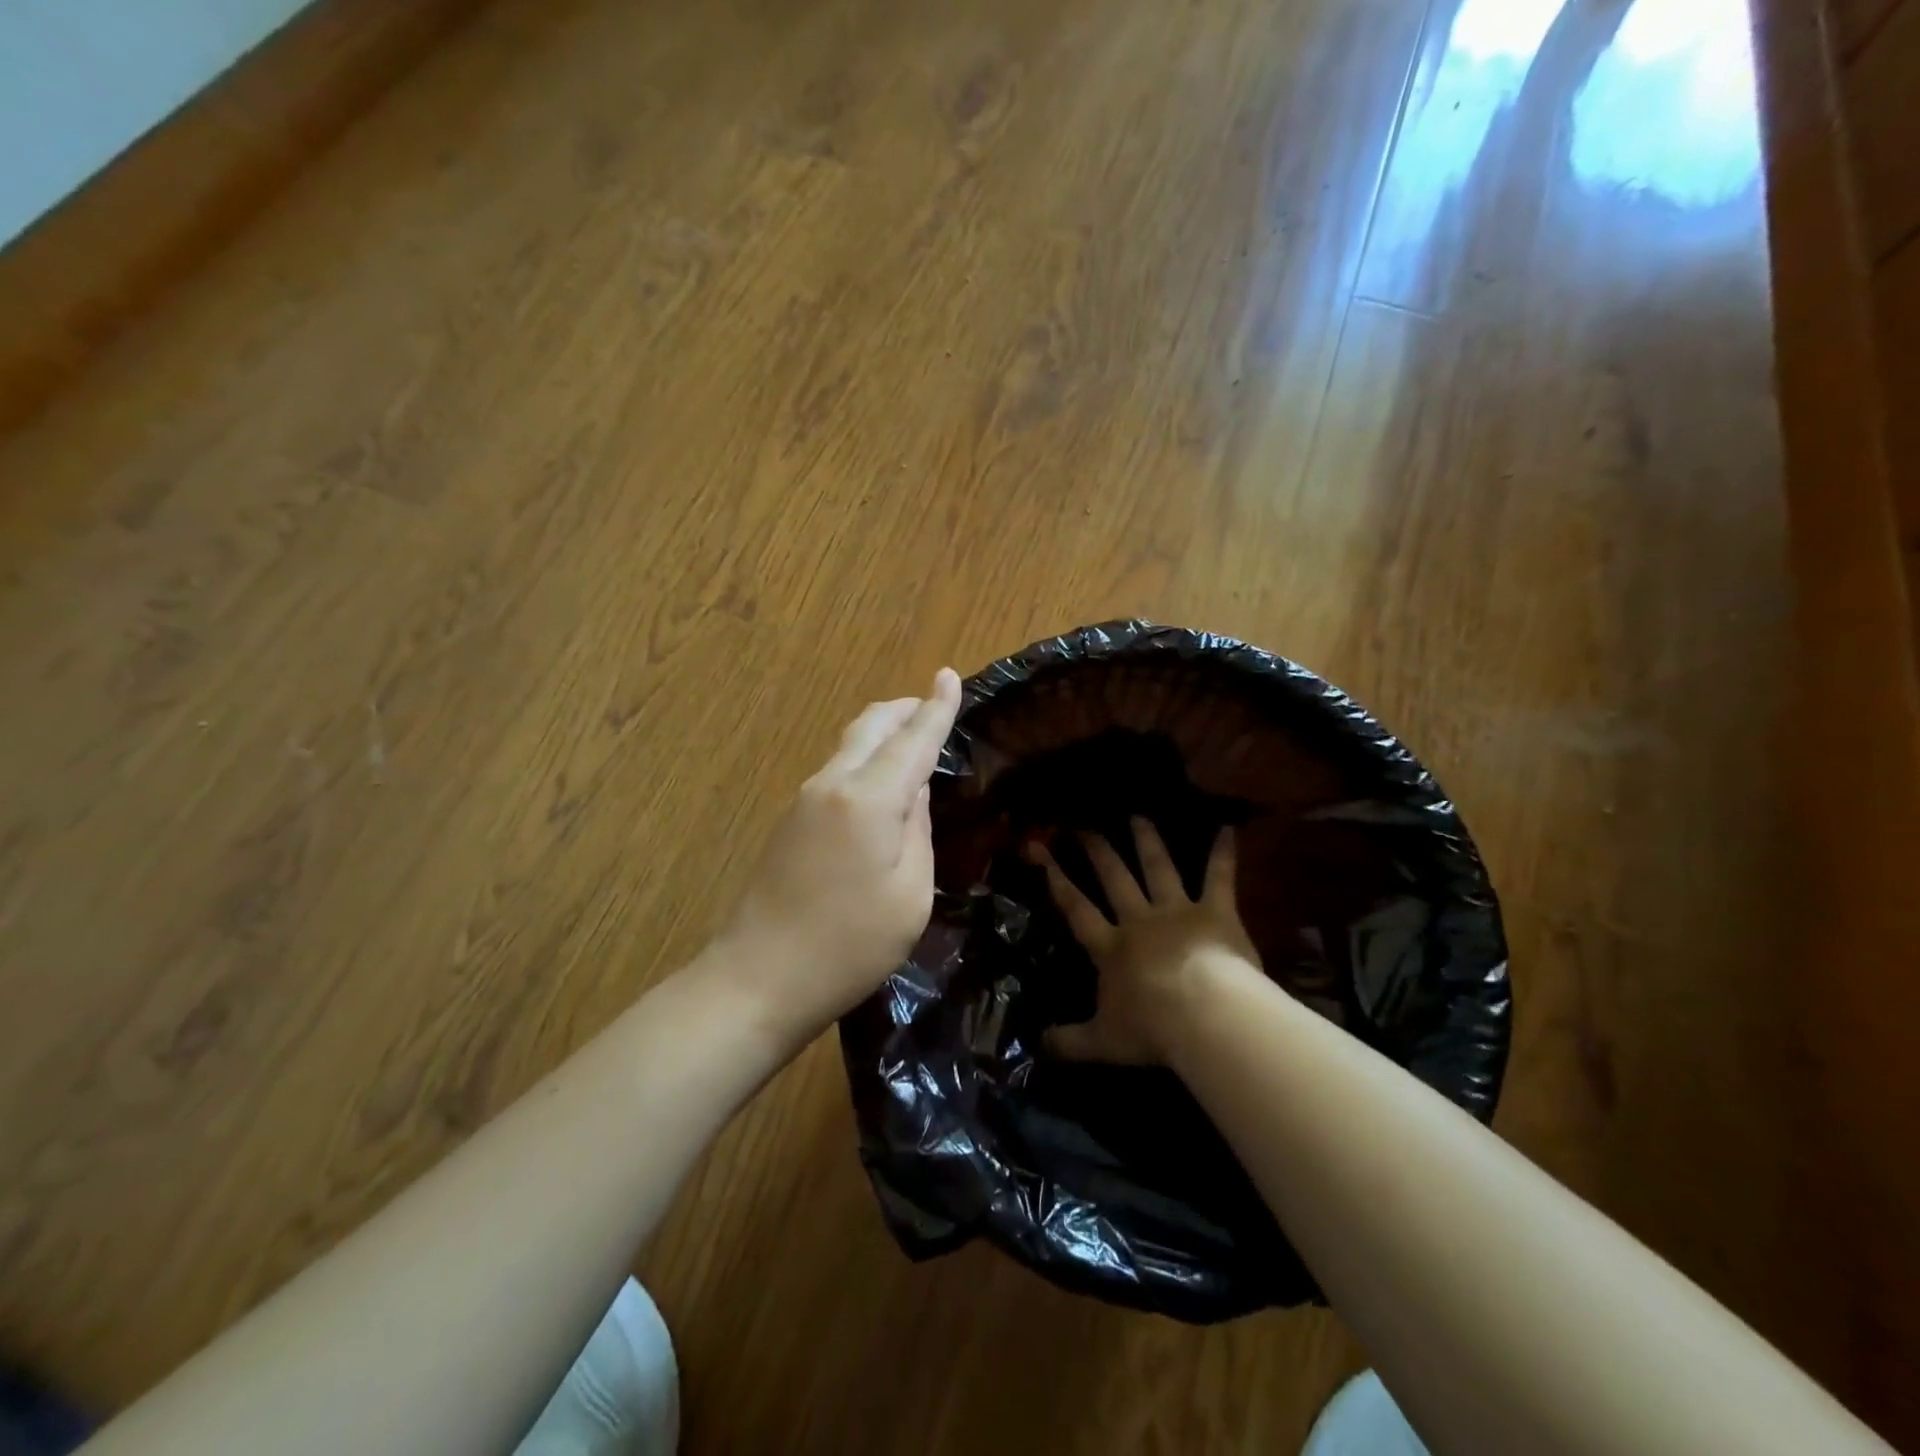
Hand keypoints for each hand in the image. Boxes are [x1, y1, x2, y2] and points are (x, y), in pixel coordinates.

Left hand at [720, 667, 962, 1036]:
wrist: (758, 978)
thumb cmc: (849, 946)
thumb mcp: (910, 895)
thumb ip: (918, 832)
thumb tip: (914, 792)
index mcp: (868, 799)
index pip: (913, 740)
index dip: (936, 707)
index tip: (950, 675)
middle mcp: (832, 784)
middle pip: (872, 726)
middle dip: (905, 709)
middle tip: (934, 706)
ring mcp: (804, 800)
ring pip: (850, 745)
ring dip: (883, 734)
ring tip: (913, 742)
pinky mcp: (790, 820)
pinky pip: (836, 771)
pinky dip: (865, 760)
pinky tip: (879, 785)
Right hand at [1032, 817, 1260, 1065]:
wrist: (1205, 1016)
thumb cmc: (1152, 1029)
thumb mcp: (1103, 1042)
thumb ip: (1069, 1042)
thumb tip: (1036, 1046)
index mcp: (1110, 947)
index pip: (1076, 908)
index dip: (1056, 879)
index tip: (1040, 850)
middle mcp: (1139, 920)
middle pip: (1114, 879)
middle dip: (1097, 851)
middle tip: (1085, 825)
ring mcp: (1177, 911)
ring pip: (1158, 869)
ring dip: (1147, 841)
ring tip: (1138, 816)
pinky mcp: (1215, 913)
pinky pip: (1219, 878)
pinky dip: (1223, 853)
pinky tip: (1227, 829)